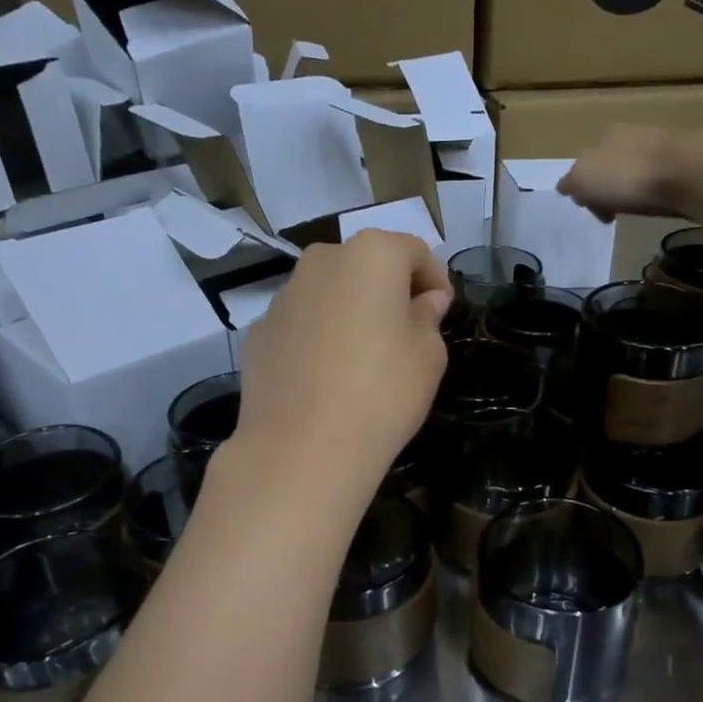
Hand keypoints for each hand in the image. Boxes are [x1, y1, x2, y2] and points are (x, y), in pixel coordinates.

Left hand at [234, 231, 451, 491]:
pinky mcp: (259, 332)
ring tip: (364, 360)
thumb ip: (428, 317)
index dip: (435, 280)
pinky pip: (303, 324)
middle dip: (389, 291)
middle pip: (366, 266)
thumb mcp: (428, 356)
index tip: (443, 313)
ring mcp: (283, 296)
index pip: (414, 251)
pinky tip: (327, 379)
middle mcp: (322, 261)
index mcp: (371, 255)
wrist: (302, 449)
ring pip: (330, 294)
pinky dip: (319, 337)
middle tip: (406, 333)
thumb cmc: (382, 393)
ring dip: (351, 313)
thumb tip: (425, 301)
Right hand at [557, 124, 698, 222]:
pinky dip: (655, 191)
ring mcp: (662, 145)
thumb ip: (571, 182)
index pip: (586, 164)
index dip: (585, 190)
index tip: (594, 212)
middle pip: (611, 167)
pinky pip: (661, 178)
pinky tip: (659, 202)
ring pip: (636, 172)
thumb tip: (565, 186)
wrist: (690, 172)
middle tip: (614, 214)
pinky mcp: (686, 160)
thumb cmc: (629, 177)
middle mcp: (633, 133)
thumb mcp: (585, 180)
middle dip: (609, 190)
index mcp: (606, 135)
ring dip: (632, 191)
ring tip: (638, 210)